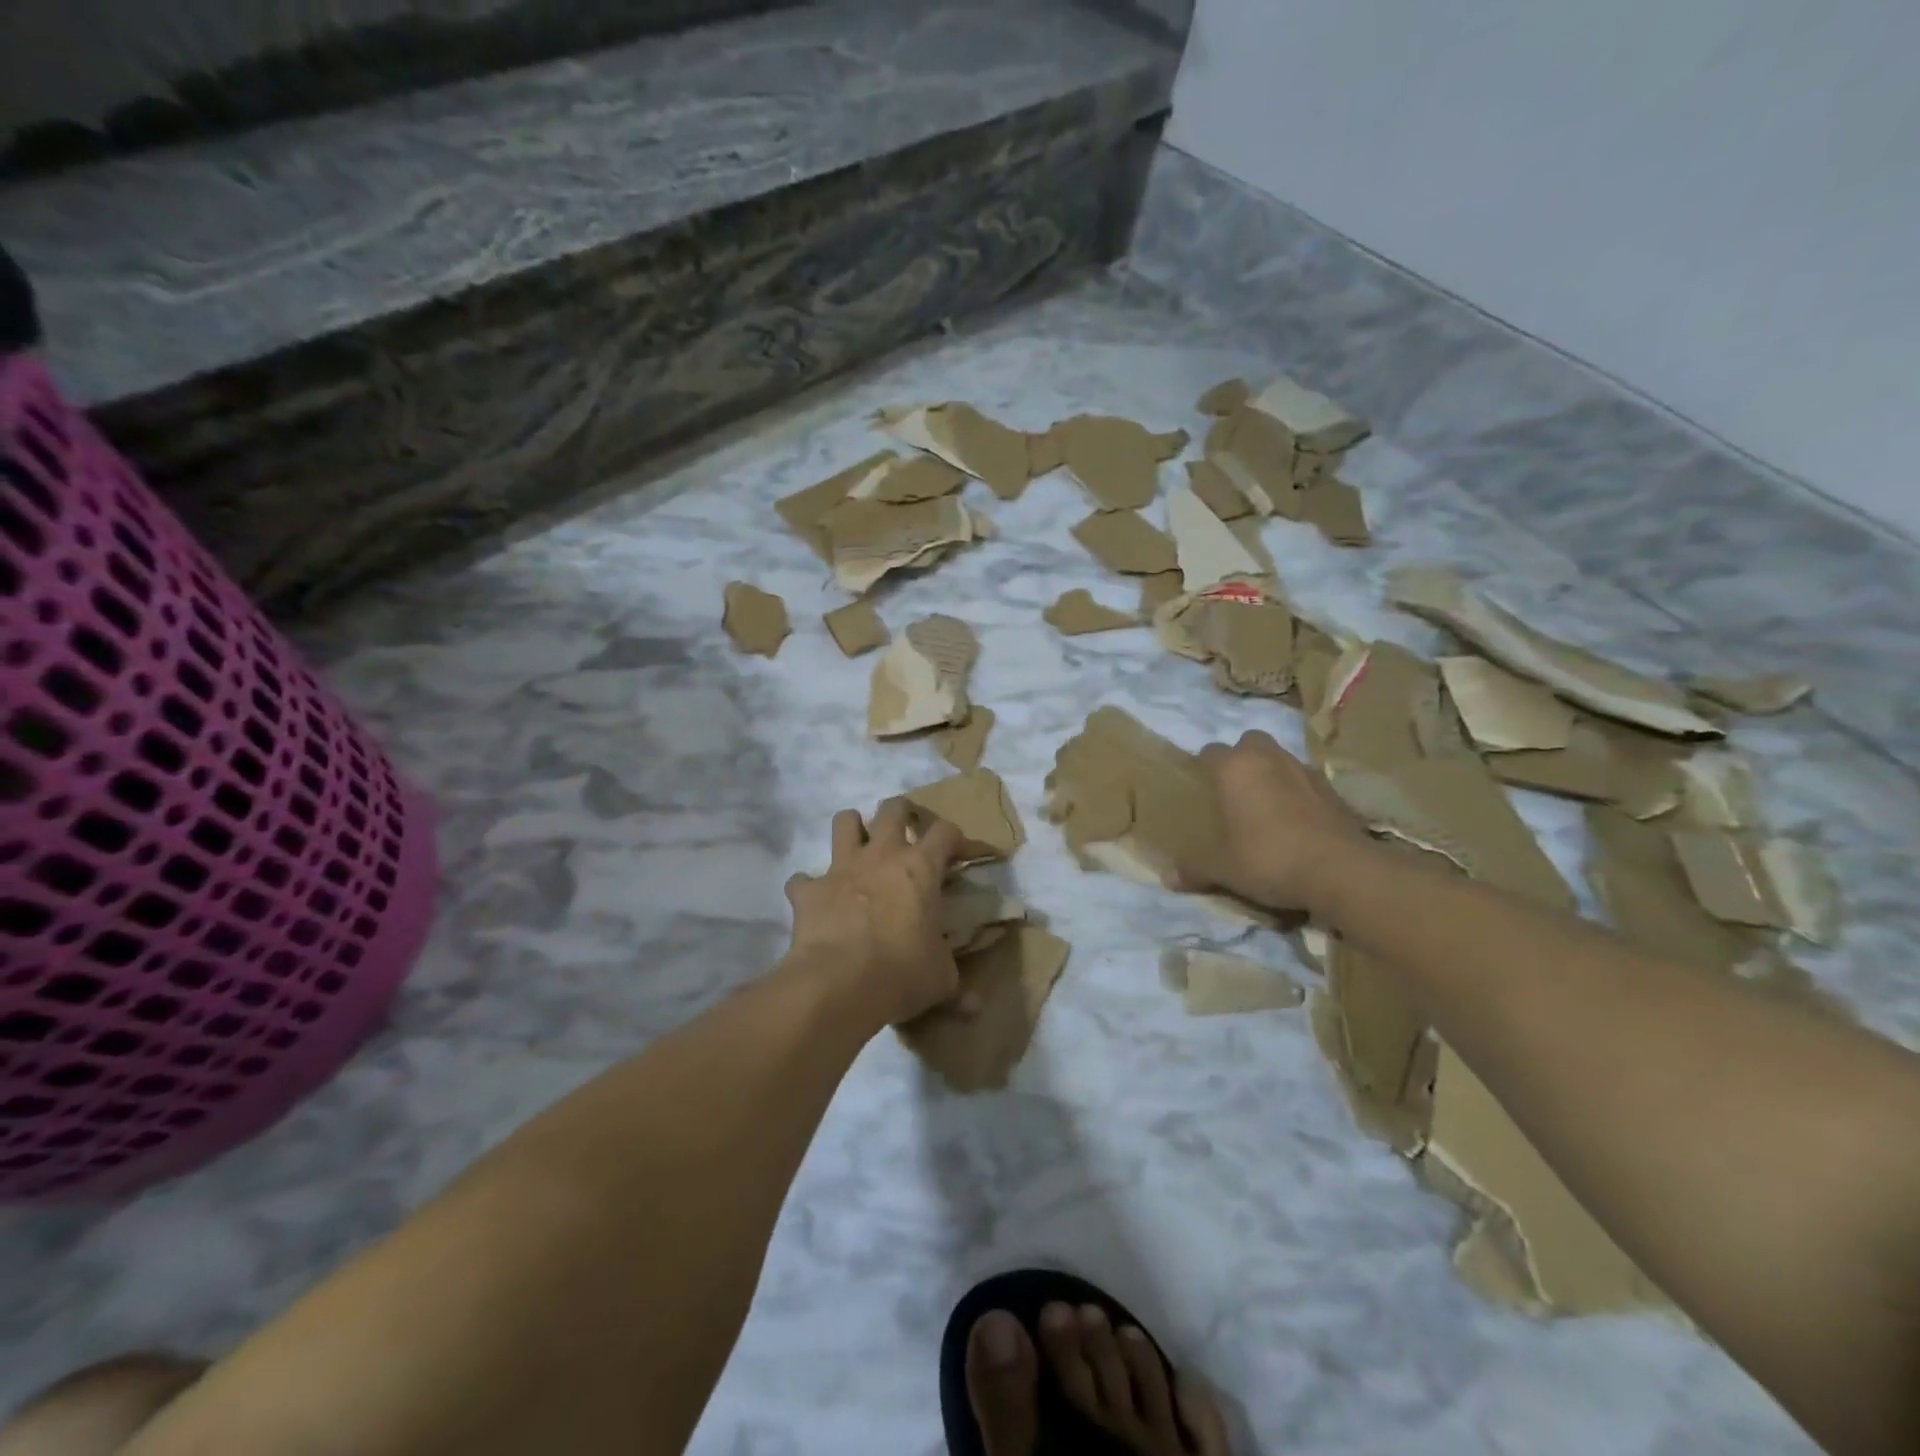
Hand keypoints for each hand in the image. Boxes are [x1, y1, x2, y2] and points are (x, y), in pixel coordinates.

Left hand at [783, 800, 964, 1027]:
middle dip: (902, 812)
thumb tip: (975, 1007)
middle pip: (892, 808)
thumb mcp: (940, 980)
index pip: (946, 831)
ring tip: (858, 847)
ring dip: (852, 829)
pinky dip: (807, 887)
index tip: (959, 853)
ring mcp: (841, 868)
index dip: (955, 837)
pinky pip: (801, 879)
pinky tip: (814, 900)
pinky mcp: (809, 890)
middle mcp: (882, 855)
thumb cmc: (902, 972)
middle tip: (907, 830)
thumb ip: (956, 985)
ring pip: (844, 821)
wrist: (839, 983)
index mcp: (921, 868)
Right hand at [1178, 730, 1369, 912]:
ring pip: (1281, 758)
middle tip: (1236, 790)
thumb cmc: (1269, 858)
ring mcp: (1305, 770)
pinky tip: (1298, 821)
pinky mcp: (1333, 789)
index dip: (1204, 769)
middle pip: (1249, 742)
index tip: (1203, 790)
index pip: (1210, 752)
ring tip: (1268, 806)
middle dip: (1242, 759)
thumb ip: (1196, 870)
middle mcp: (1268, 758)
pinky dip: (1299, 793)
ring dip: (1272, 773)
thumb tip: (1168, 879)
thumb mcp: (1224, 870)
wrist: (1340, 870)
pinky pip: (1307, 781)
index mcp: (1235, 769)